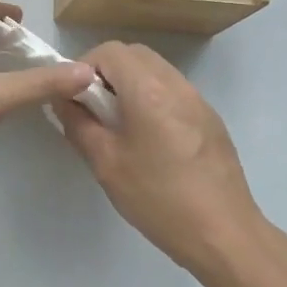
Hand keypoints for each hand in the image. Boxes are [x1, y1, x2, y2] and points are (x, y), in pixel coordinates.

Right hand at [54, 41, 264, 272]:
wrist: (224, 234)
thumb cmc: (158, 198)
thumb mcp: (106, 163)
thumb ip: (78, 124)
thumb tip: (62, 100)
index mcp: (148, 90)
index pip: (109, 51)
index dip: (84, 67)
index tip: (75, 99)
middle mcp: (176, 84)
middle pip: (134, 54)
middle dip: (106, 72)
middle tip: (93, 109)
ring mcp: (198, 100)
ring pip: (155, 70)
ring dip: (130, 84)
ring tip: (119, 125)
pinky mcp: (210, 119)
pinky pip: (173, 91)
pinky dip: (152, 98)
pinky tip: (149, 139)